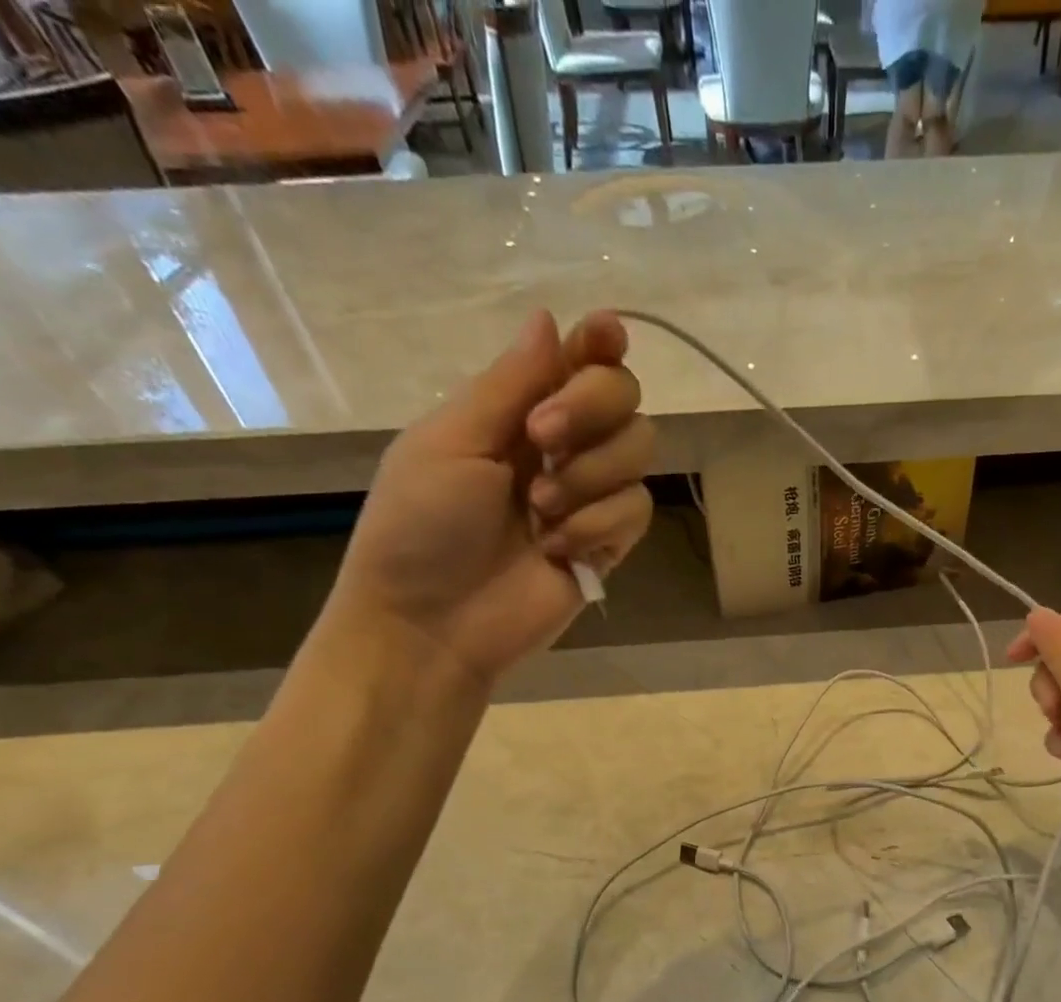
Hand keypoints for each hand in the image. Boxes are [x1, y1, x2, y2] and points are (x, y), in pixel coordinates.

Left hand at [325, 309, 654, 686]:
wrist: (433, 623)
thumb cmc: (420, 527)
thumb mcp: (450, 443)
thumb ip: (507, 385)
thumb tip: (550, 318)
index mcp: (515, 413)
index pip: (576, 360)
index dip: (599, 343)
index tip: (607, 334)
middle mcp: (562, 447)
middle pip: (623, 396)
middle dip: (591, 408)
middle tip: (542, 439)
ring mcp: (589, 497)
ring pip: (640, 451)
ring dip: (591, 473)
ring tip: (540, 509)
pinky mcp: (609, 545)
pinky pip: (637, 509)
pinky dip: (600, 524)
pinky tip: (557, 549)